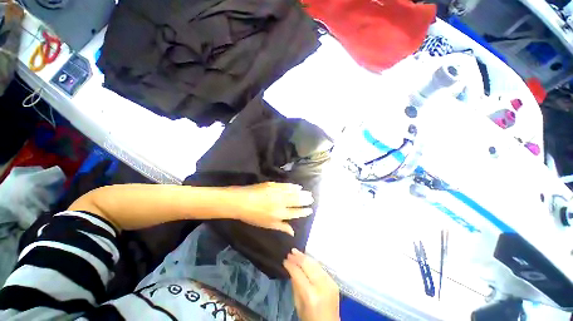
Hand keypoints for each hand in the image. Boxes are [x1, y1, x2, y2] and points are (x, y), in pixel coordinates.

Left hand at [228, 182, 313, 235]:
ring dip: (301, 193)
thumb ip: (281, 227)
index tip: (310, 210)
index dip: (303, 211)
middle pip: (296, 201)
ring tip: (308, 192)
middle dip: (305, 200)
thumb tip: (293, 232)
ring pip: (293, 193)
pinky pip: (286, 185)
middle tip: (312, 198)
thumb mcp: (267, 225)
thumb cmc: (253, 216)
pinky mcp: (273, 185)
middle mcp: (280, 203)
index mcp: (279, 214)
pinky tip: (297, 186)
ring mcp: (277, 193)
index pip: (295, 213)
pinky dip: (292, 186)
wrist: (240, 201)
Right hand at [284, 249, 339, 320]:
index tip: (284, 260)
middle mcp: (322, 286)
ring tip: (296, 251)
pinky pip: (321, 268)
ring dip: (304, 257)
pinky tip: (306, 259)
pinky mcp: (334, 281)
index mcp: (311, 295)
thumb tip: (291, 269)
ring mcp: (330, 283)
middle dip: (298, 257)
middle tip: (290, 252)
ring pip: (315, 264)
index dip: (290, 265)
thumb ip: (295, 285)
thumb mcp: (298, 305)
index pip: (298, 274)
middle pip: (308, 265)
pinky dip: (312, 262)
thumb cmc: (310, 318)